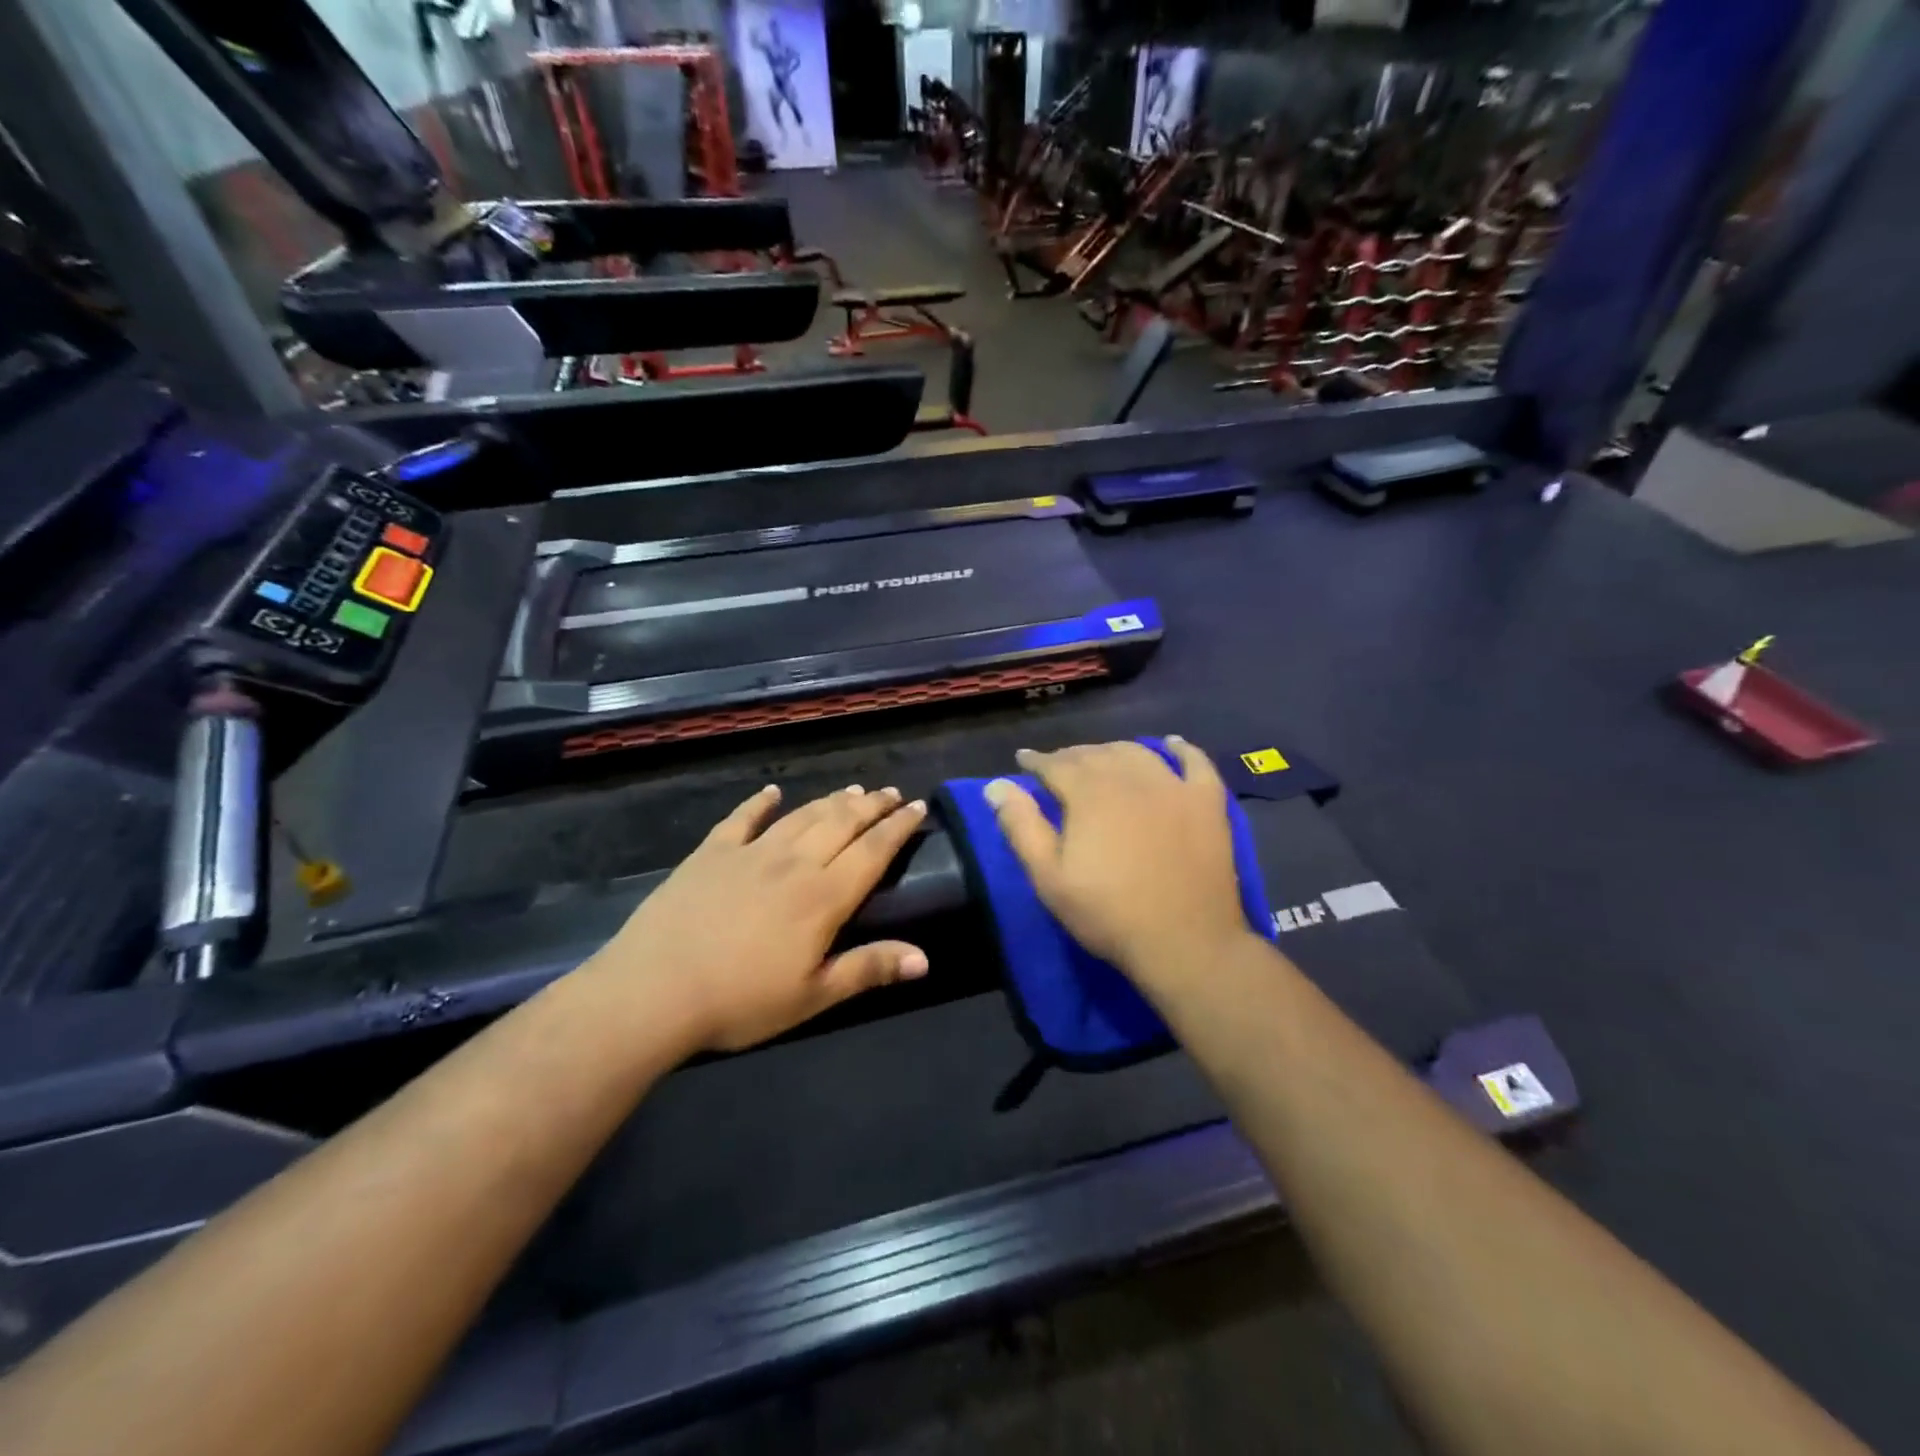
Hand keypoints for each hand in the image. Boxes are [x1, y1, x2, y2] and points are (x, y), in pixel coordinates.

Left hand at [591, 784, 929, 1052]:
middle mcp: (793, 863)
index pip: (873, 851)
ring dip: (831, 801)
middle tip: (892, 793)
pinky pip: (742, 818)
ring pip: (801, 816)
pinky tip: (772, 792)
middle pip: (841, 823)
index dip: (898, 827)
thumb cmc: (740, 1001)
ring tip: (853, 790)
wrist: (654, 990)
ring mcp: (750, 852)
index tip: (918, 807)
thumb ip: (868, 969)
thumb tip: (924, 958)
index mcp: (823, 897)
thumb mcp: (812, 996)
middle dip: (872, 805)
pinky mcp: (711, 853)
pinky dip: (760, 803)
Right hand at [985, 739, 1252, 991]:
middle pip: (1095, 754)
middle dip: (1071, 756)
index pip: (1056, 764)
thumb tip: (996, 785)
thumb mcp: (1049, 877)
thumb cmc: (1108, 913)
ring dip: (1113, 751)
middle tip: (1058, 766)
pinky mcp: (1207, 802)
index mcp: (1089, 794)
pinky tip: (1171, 744)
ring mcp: (1174, 787)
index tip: (1024, 760)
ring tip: (1101, 759)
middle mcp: (1131, 778)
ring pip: (1137, 753)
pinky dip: (1180, 749)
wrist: (1184, 942)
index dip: (1036, 761)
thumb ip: (1021, 826)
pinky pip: (1195, 762)